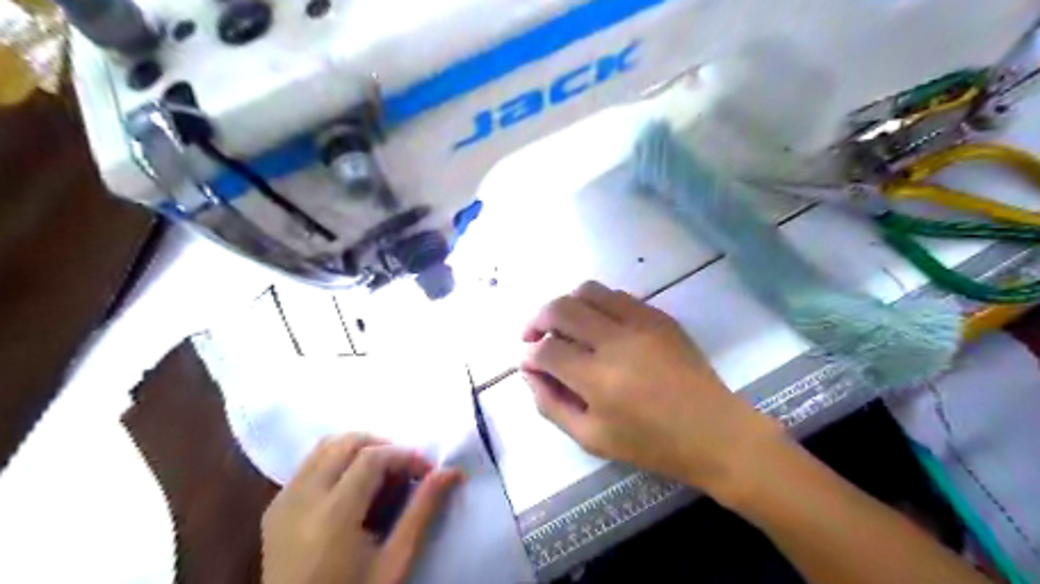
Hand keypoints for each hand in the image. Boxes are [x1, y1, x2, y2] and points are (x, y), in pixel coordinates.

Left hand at [264, 433, 463, 583]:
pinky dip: (337, 461)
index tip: (427, 470)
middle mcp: (302, 498)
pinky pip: (309, 463)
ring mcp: (283, 500)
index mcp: (332, 515)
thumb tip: (451, 471)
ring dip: (359, 449)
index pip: (372, 457)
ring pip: (325, 446)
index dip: (405, 455)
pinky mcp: (275, 506)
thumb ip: (422, 511)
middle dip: (383, 446)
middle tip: (404, 469)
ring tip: (381, 474)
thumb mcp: (394, 561)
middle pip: (346, 442)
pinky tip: (353, 486)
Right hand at [520, 281, 779, 495]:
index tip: (528, 362)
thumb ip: (552, 404)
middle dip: (536, 319)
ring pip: (588, 291)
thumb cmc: (651, 443)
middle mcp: (616, 341)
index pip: (546, 350)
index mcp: (598, 379)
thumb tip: (529, 372)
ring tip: (563, 325)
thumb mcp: (592, 438)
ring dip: (566, 304)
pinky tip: (597, 324)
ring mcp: (641, 323)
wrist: (714, 431)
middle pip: (560, 309)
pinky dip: (596, 304)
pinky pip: (617, 295)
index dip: (528, 355)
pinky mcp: (659, 316)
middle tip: (532, 335)